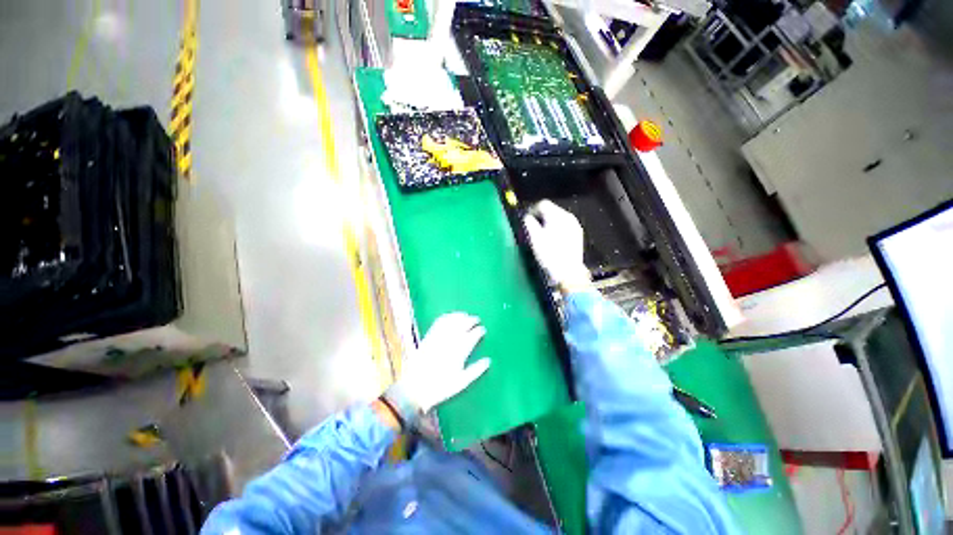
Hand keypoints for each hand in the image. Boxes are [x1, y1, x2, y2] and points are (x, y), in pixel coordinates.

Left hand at [383, 313, 490, 425]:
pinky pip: (438, 323)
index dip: (478, 331)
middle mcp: (449, 342)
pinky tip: (449, 316)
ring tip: (465, 314)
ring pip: (451, 321)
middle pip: (463, 325)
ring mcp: (438, 338)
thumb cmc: (441, 388)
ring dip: (459, 316)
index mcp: (459, 352)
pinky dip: (446, 317)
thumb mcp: (461, 382)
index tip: (482, 330)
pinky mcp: (428, 337)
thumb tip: (488, 361)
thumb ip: (476, 371)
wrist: (415, 389)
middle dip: (471, 320)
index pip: (472, 336)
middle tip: (477, 319)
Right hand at [523, 200, 590, 292]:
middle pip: (552, 210)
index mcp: (557, 215)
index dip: (532, 210)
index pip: (543, 204)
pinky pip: (565, 226)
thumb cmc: (550, 254)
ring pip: (558, 219)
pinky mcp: (578, 235)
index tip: (526, 221)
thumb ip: (529, 224)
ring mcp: (575, 226)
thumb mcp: (534, 238)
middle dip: (541, 217)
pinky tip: (553, 241)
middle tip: (533, 229)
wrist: (568, 272)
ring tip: (543, 235)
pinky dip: (557, 229)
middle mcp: (568, 217)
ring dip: (549, 223)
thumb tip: (526, 217)